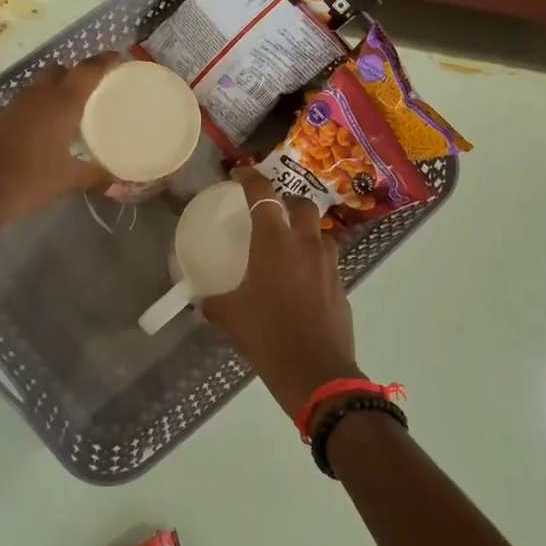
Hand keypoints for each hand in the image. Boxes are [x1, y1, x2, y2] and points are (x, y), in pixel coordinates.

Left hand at [0, 53, 119, 235]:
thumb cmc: (24, 182)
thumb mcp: (65, 182)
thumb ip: (94, 177)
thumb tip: (118, 182)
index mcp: (60, 104)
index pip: (86, 71)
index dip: (103, 61)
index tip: (118, 58)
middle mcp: (34, 97)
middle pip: (57, 72)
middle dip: (74, 75)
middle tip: (90, 91)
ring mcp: (7, 107)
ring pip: (35, 89)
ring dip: (50, 94)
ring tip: (64, 116)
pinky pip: (16, 109)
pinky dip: (29, 115)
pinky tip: (33, 137)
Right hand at [202, 167, 360, 415]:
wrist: (316, 371)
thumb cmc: (268, 336)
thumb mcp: (232, 318)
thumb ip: (216, 304)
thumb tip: (203, 303)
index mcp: (275, 242)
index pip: (263, 194)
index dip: (250, 178)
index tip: (240, 174)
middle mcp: (305, 243)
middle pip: (301, 204)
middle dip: (287, 200)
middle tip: (272, 209)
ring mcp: (329, 263)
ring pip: (320, 231)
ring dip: (305, 230)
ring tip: (289, 244)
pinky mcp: (342, 285)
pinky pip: (327, 260)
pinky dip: (314, 259)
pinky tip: (302, 279)